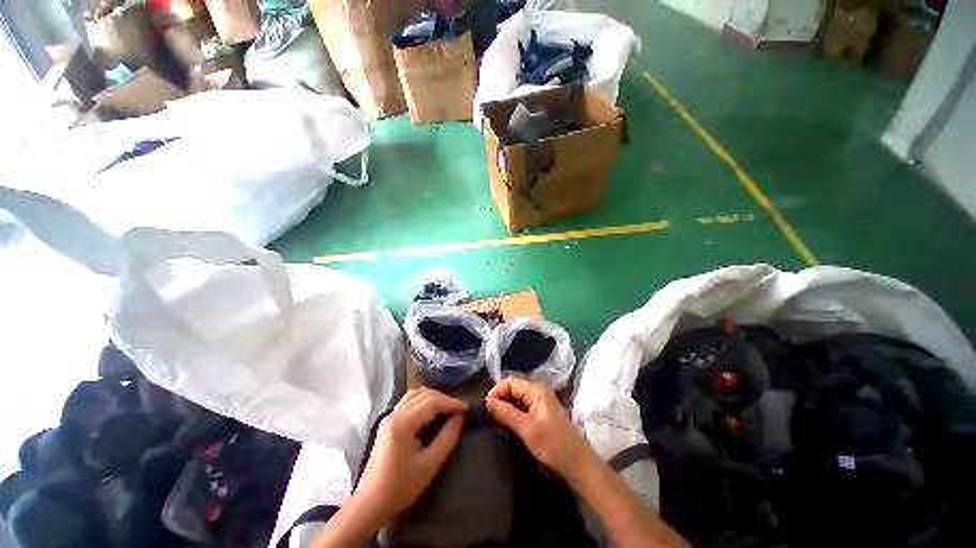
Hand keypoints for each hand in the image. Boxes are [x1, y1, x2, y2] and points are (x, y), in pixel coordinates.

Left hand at [355, 388, 466, 522]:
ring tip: (447, 408)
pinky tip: (431, 412)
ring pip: (415, 394)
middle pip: (424, 394)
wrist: (369, 505)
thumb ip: (447, 437)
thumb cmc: (400, 487)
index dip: (451, 403)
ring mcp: (389, 417)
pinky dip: (423, 401)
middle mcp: (395, 413)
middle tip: (459, 409)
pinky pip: (408, 401)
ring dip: (433, 397)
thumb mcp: (430, 464)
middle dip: (443, 399)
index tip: (466, 408)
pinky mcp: (388, 423)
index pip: (432, 402)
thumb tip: (460, 417)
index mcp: (403, 423)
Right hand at [485, 377, 593, 481]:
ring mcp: (541, 402)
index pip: (510, 381)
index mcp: (536, 390)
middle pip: (514, 387)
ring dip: (506, 405)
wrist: (577, 463)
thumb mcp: (527, 428)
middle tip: (488, 414)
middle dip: (500, 397)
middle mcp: (538, 391)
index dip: (497, 391)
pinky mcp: (541, 413)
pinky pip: (523, 406)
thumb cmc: (553, 444)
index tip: (486, 407)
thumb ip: (506, 413)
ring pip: (517, 397)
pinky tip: (507, 422)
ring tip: (494, 418)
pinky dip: (513, 411)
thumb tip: (488, 401)